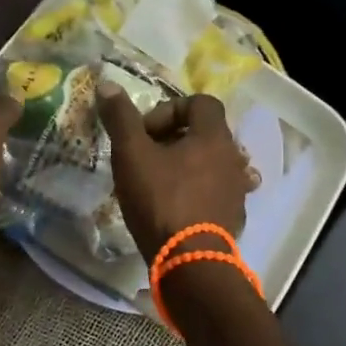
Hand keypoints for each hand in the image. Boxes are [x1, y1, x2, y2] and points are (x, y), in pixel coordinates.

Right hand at [99, 84, 253, 264]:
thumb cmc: (161, 200)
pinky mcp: (234, 216)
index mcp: (213, 136)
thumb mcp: (132, 155)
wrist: (189, 262)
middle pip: (205, 133)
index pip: (200, 102)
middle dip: (174, 138)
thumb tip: (107, 84)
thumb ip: (121, 118)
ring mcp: (238, 189)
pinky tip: (175, 208)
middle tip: (147, 157)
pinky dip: (197, 191)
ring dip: (187, 165)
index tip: (146, 133)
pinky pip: (216, 192)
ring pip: (211, 163)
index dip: (169, 110)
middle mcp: (234, 157)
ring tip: (159, 183)